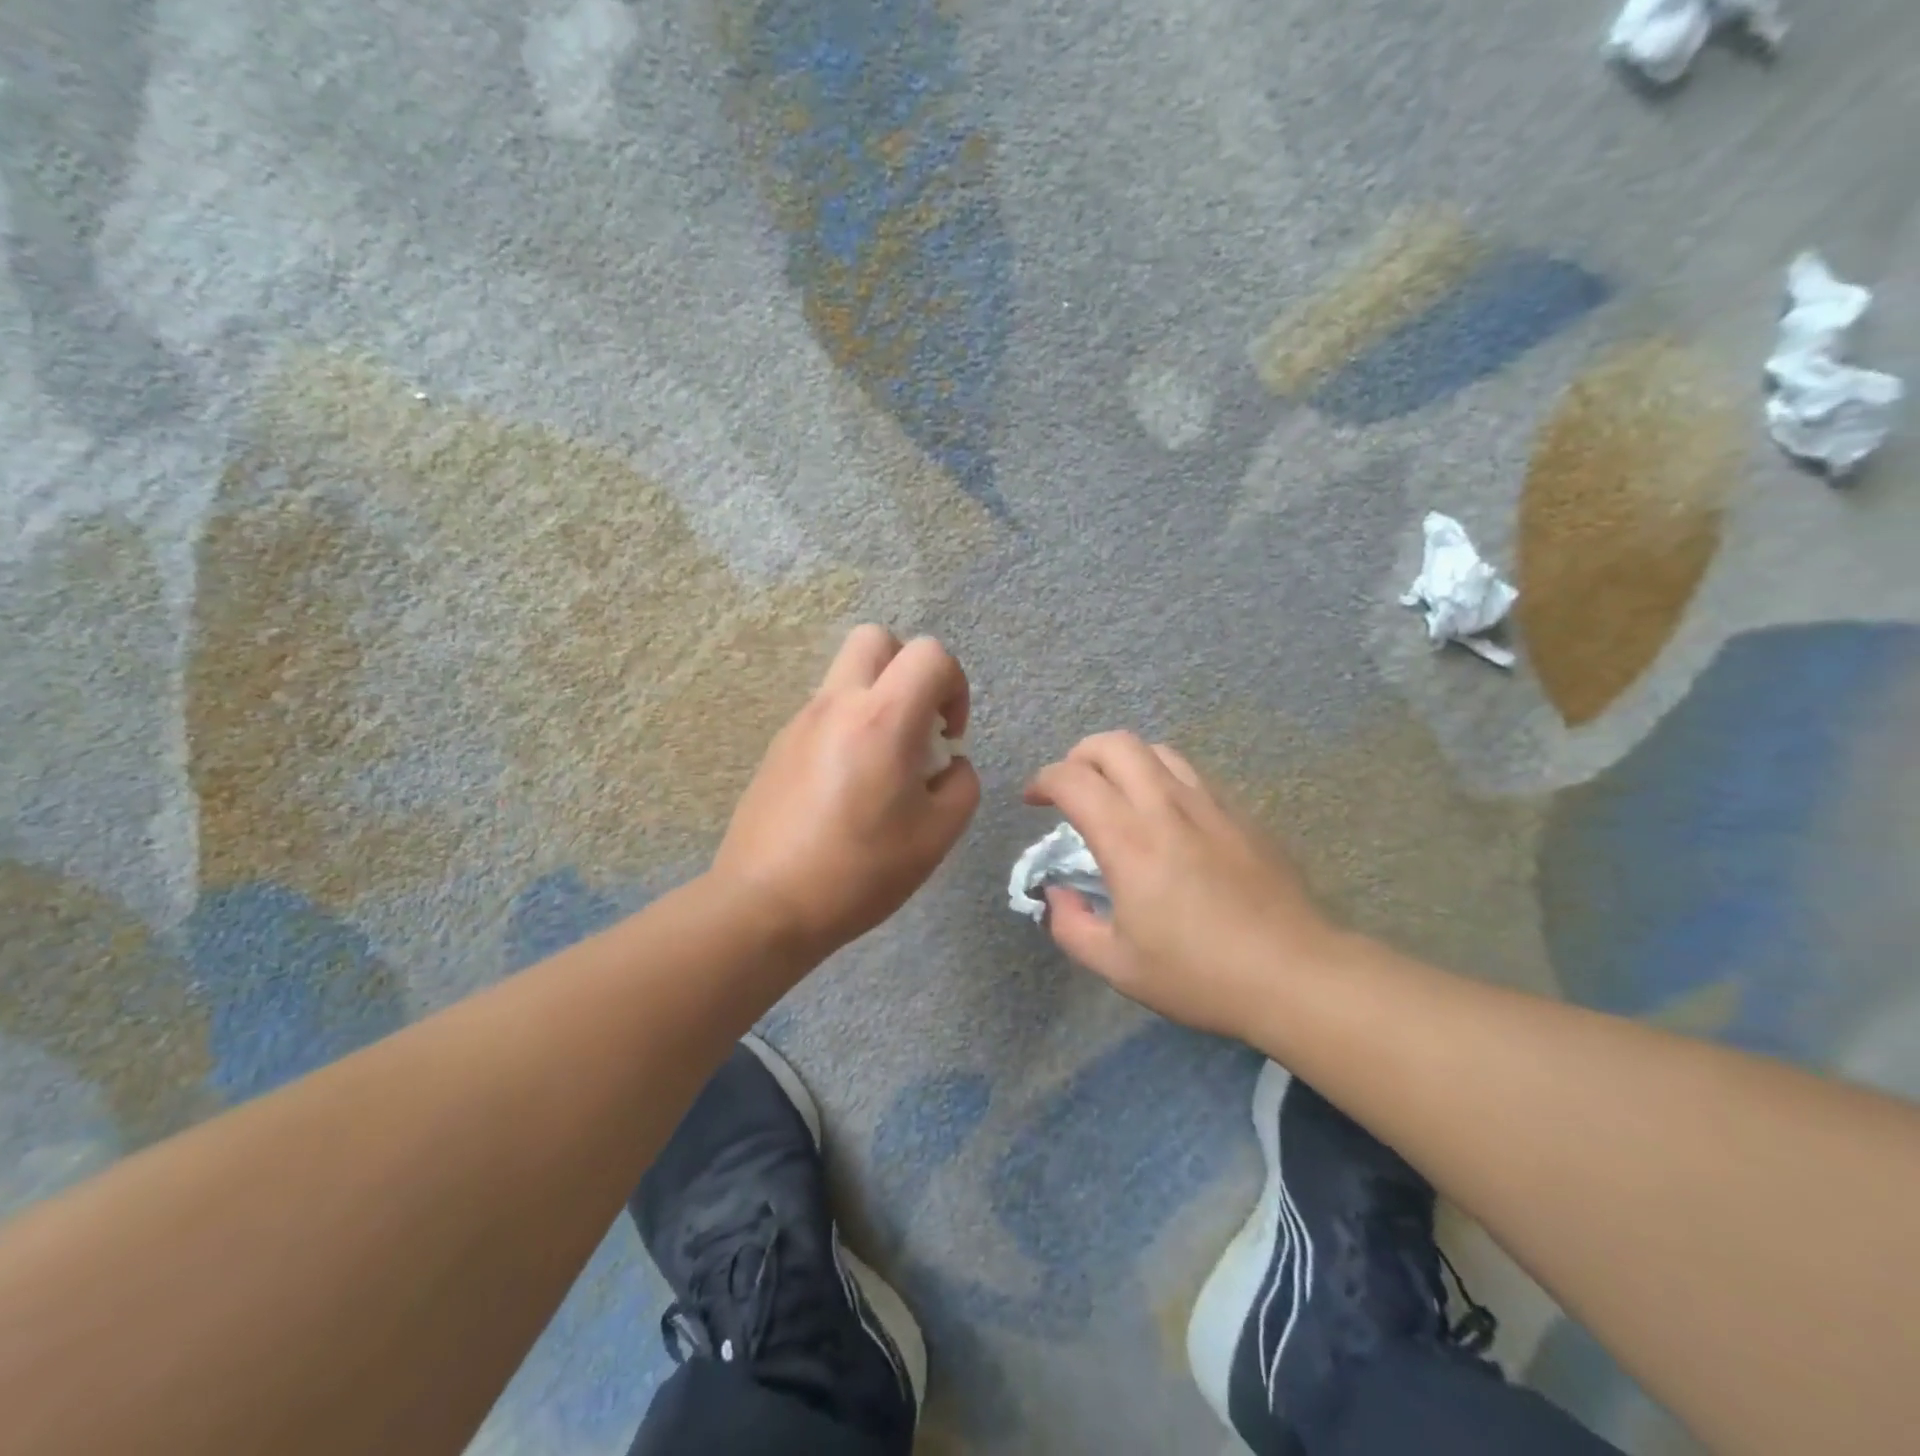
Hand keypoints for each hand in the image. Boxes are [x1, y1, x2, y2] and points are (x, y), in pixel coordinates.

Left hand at [712, 625, 979, 957]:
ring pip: (846, 673)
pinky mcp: (779, 745)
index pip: (930, 654)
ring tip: (884, 761)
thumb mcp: (937, 835)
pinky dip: (849, 724)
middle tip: (917, 722)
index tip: (949, 736)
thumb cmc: (860, 871)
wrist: (765, 905)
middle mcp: (838, 704)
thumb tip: (949, 763)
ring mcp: (801, 721)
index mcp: (883, 718)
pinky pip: (824, 710)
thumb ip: (961, 785)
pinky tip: (848, 784)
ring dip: (878, 696)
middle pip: (877, 638)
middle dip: (910, 668)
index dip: (955, 685)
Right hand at [1025, 732, 1341, 1035]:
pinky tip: (1165, 817)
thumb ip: (1071, 925)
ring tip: (1117, 795)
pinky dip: (1162, 778)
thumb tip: (1057, 892)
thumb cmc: (1199, 974)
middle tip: (1072, 788)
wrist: (1295, 974)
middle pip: (1115, 743)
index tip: (1034, 801)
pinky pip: (1191, 775)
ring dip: (1124, 761)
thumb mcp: (1117, 966)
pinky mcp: (1241, 814)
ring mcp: (1210, 804)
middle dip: (1081, 755)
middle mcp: (1166, 807)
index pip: (1073, 780)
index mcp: (1129, 840)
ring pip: (1157, 750)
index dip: (1044, 781)